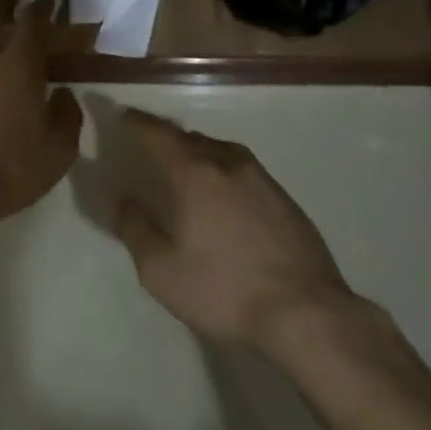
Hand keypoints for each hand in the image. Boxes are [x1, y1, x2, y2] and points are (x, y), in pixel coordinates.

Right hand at [113, 110, 362, 353]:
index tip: (124, 115)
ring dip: (199, 151)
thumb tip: (125, 200)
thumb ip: (137, 230)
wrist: (307, 314)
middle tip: (151, 142)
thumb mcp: (162, 271)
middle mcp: (228, 164)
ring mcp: (262, 180)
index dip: (138, 123)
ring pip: (221, 151)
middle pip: (191, 138)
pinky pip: (244, 170)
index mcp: (195, 174)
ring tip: (187, 163)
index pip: (159, 135)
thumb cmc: (225, 291)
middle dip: (167, 136)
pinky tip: (225, 193)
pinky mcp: (286, 200)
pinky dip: (224, 170)